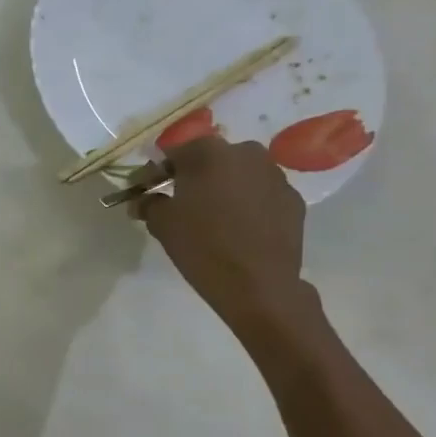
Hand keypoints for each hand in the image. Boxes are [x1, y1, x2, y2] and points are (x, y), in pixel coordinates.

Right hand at [139, 137, 308, 329]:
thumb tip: (142, 200)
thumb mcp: (162, 225)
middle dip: (195, 177)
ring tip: (214, 218)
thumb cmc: (202, 247)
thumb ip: (148, 204)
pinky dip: (248, 205)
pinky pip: (261, 195)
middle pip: (211, 159)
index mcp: (208, 153)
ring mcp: (274, 174)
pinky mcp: (293, 198)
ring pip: (240, 175)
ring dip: (224, 189)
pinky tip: (240, 229)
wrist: (257, 284)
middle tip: (183, 204)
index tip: (148, 191)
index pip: (174, 152)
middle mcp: (245, 153)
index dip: (158, 172)